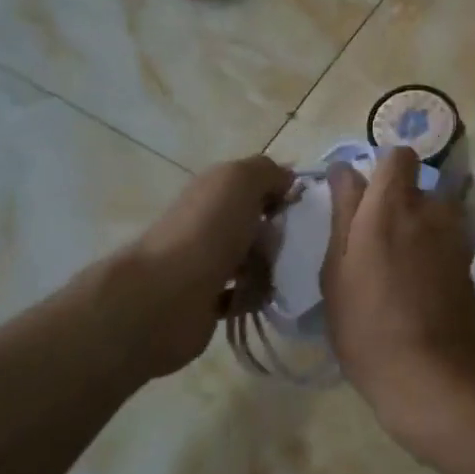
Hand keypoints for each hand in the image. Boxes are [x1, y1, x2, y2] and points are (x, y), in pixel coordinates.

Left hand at [109, 155, 293, 378]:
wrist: (167, 295)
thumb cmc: (208, 230)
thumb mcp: (240, 180)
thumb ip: (266, 171)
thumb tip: (286, 180)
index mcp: (214, 191)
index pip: (256, 185)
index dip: (283, 192)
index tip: (307, 208)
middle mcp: (209, 223)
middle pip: (256, 223)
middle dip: (282, 232)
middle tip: (303, 245)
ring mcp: (206, 263)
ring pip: (252, 259)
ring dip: (273, 266)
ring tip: (291, 274)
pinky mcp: (207, 301)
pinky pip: (243, 295)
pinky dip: (258, 296)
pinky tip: (271, 297)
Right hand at [322, 148, 474, 459]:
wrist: (433, 377)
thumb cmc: (367, 327)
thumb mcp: (337, 272)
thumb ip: (343, 215)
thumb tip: (345, 173)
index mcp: (390, 206)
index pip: (397, 155)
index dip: (379, 167)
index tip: (359, 193)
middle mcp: (429, 211)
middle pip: (417, 182)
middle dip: (397, 196)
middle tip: (373, 234)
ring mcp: (455, 237)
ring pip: (435, 210)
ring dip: (418, 221)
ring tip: (398, 260)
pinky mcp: (469, 264)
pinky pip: (447, 238)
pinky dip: (432, 248)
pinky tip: (418, 281)